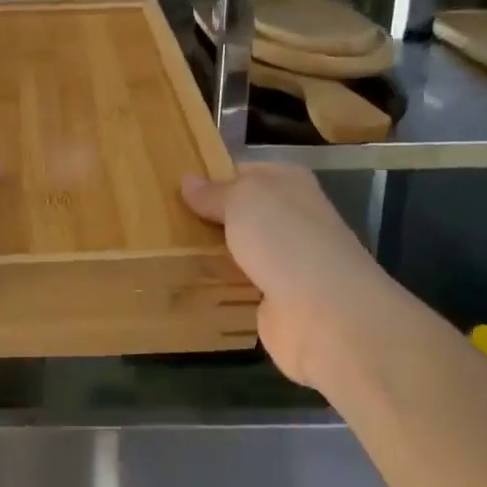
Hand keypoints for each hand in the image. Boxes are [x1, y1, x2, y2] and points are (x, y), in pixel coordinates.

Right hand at [181, 164, 384, 389]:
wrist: (325, 315)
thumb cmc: (284, 239)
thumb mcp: (242, 199)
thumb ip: (214, 192)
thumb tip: (188, 180)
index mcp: (289, 183)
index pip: (244, 171)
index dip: (212, 177)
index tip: (172, 188)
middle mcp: (292, 218)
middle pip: (242, 213)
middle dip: (208, 217)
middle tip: (161, 219)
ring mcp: (288, 262)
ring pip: (240, 249)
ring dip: (213, 253)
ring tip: (165, 250)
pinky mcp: (279, 301)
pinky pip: (241, 285)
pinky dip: (222, 286)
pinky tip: (190, 284)